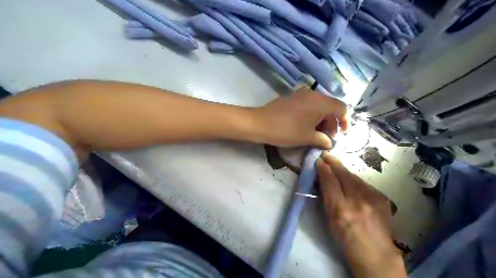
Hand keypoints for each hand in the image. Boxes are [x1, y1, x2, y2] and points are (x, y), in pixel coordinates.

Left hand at [256, 87, 347, 149]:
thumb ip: (323, 140)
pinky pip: (308, 104)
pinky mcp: (292, 97)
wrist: (260, 123)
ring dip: (322, 119)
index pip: (342, 108)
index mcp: (321, 102)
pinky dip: (312, 115)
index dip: (345, 121)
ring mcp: (301, 94)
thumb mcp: (307, 138)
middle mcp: (314, 94)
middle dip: (332, 123)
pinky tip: (306, 126)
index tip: (342, 134)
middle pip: (330, 107)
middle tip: (327, 138)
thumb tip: (329, 143)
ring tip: (317, 134)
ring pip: (319, 106)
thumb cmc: (287, 130)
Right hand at [316, 152, 404, 277]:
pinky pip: (364, 184)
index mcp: (340, 209)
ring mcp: (372, 199)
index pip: (330, 182)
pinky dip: (355, 180)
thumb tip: (322, 181)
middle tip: (326, 155)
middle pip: (344, 175)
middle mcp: (357, 201)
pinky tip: (351, 181)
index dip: (323, 169)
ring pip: (355, 177)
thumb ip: (326, 198)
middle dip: (334, 163)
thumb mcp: (330, 221)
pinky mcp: (382, 198)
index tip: (319, 161)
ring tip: (336, 165)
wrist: (376, 255)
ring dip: (344, 170)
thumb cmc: (346, 241)